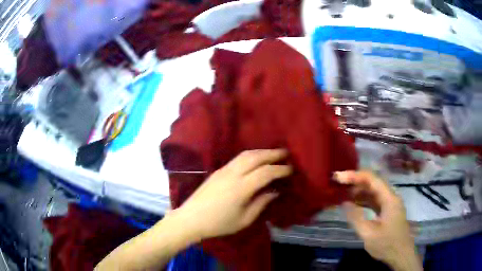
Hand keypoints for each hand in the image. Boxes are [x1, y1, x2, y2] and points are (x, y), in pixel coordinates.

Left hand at [170, 149, 291, 240]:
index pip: (266, 172)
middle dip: (273, 153)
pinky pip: (238, 158)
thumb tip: (274, 192)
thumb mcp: (244, 219)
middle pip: (256, 157)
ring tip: (273, 154)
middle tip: (286, 153)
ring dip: (261, 152)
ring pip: (246, 154)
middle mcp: (233, 174)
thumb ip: (261, 203)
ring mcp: (224, 170)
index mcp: (241, 188)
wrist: (191, 218)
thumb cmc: (219, 224)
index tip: (291, 169)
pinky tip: (255, 160)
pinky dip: (251, 155)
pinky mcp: (218, 170)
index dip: (280, 169)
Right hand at [335, 171, 421, 270]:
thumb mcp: (368, 233)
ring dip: (360, 191)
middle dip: (356, 182)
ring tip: (343, 193)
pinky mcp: (388, 212)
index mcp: (389, 199)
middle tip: (339, 184)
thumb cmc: (386, 244)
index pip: (372, 179)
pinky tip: (355, 204)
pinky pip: (375, 201)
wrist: (401, 255)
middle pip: (373, 183)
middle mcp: (391, 197)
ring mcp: (390, 204)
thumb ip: (356, 217)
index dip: (355, 175)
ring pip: (374, 192)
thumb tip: (344, 203)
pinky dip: (364, 201)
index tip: (339, 177)